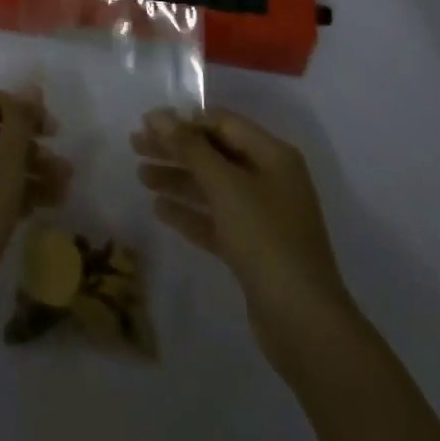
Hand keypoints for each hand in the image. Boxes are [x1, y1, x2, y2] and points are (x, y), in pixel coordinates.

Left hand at [0, 87, 70, 307]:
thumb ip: (21, 121)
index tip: (55, 134)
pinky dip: (8, 192)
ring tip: (61, 194)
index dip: (29, 112)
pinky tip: (36, 209)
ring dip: (27, 173)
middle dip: (33, 149)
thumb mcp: (6, 162)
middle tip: (64, 170)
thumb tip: (31, 88)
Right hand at [133, 108, 354, 371]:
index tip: (147, 124)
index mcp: (272, 155)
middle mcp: (269, 179)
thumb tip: (158, 115)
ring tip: (140, 176)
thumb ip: (190, 147)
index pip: (222, 124)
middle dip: (175, 149)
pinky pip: (216, 219)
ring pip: (212, 187)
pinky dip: (190, 212)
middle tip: (135, 146)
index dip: (184, 121)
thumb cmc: (266, 240)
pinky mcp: (253, 249)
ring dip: (178, 179)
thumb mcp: (225, 186)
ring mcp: (263, 216)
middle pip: (214, 154)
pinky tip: (159, 210)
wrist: (304, 325)